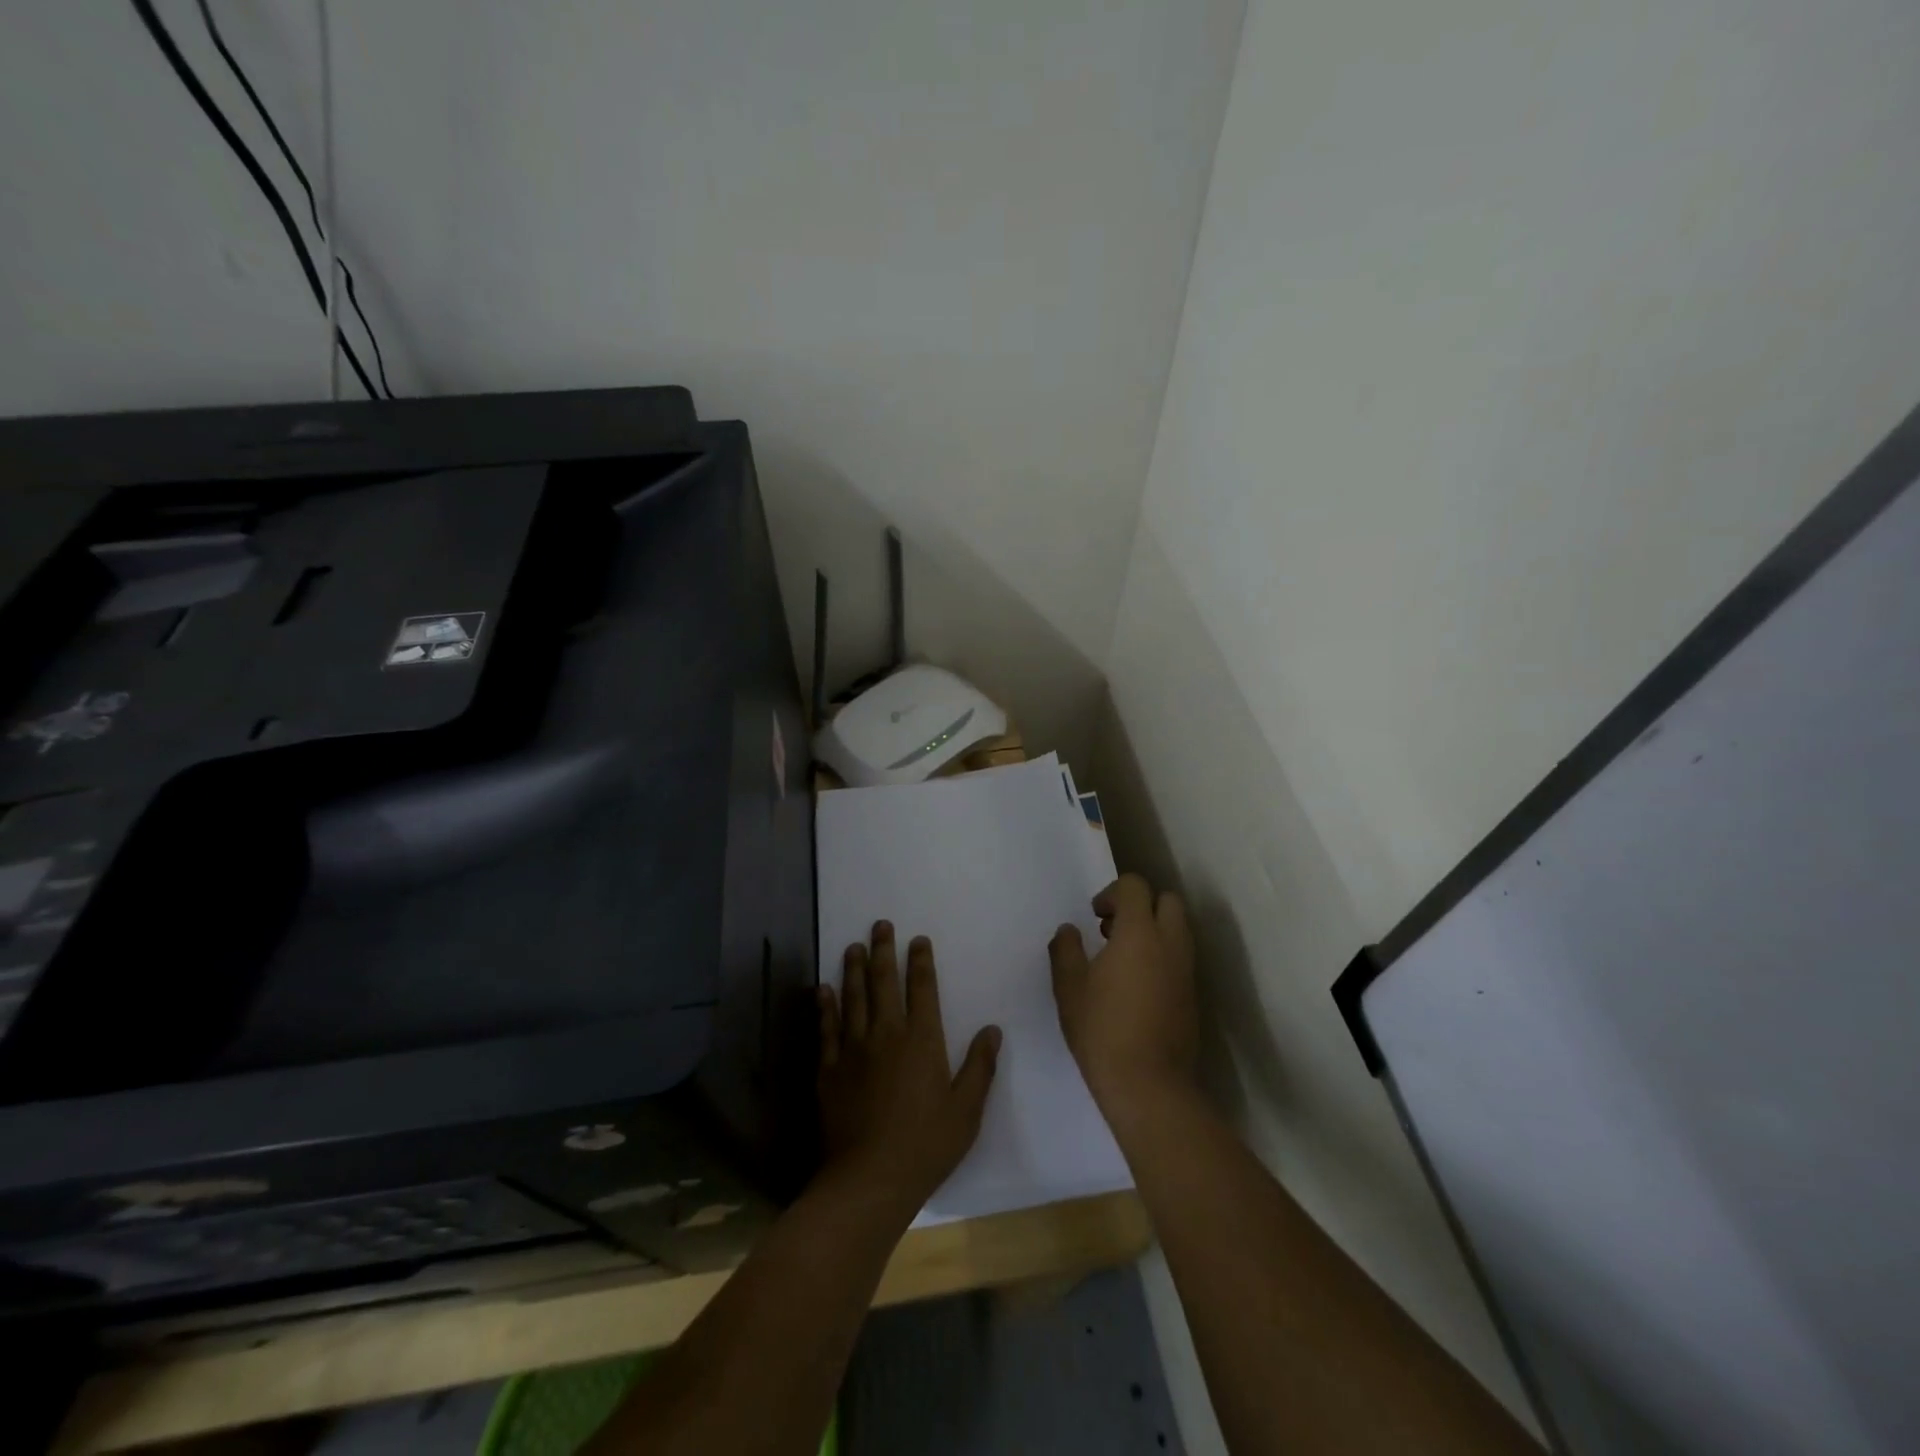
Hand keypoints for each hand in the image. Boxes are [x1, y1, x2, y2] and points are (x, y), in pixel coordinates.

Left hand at [817, 922, 1000, 1219]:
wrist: (869, 1179)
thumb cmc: (926, 1145)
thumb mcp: (966, 1110)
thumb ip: (980, 1067)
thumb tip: (992, 1029)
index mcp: (922, 1040)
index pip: (922, 989)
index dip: (920, 962)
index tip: (918, 940)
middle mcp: (886, 1034)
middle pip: (883, 982)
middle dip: (882, 950)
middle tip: (880, 925)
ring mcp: (853, 1050)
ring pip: (853, 998)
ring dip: (853, 969)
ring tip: (853, 946)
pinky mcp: (829, 1070)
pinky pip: (826, 1029)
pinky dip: (825, 1006)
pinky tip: (823, 989)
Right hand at [1049, 873, 1196, 1111]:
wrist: (1149, 1085)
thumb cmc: (1102, 1030)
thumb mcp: (1069, 988)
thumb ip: (1066, 950)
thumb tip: (1069, 931)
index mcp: (1139, 933)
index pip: (1135, 886)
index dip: (1113, 892)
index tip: (1095, 916)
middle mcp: (1170, 943)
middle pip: (1167, 900)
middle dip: (1141, 905)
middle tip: (1113, 930)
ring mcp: (1186, 970)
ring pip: (1178, 929)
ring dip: (1153, 930)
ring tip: (1122, 959)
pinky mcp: (1193, 995)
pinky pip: (1181, 957)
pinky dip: (1162, 956)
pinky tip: (1137, 985)